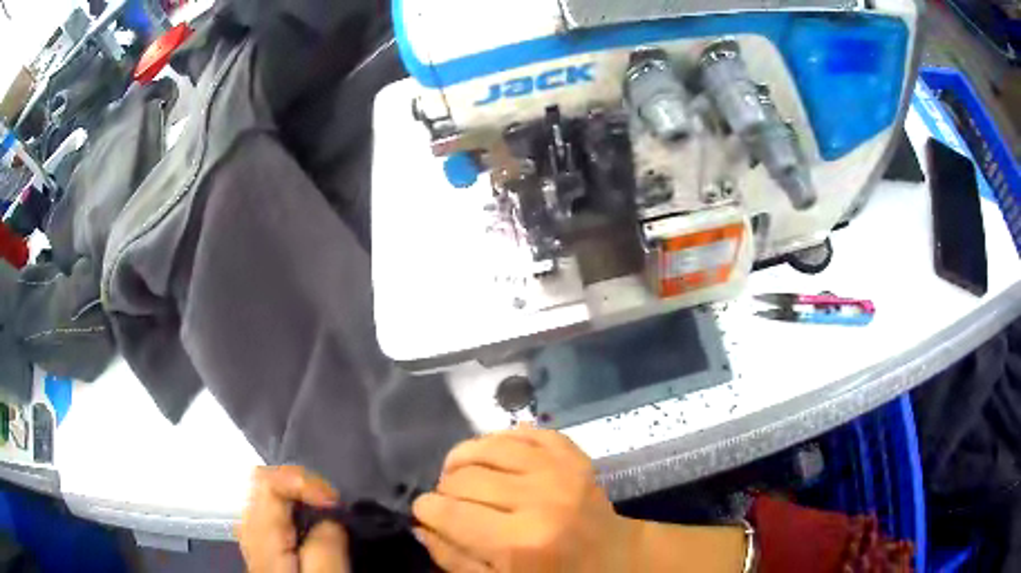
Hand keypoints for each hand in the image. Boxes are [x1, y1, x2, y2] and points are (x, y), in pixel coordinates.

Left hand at [238, 466, 349, 572]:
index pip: (268, 480)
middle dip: (302, 484)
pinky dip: (298, 508)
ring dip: (301, 496)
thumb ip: (326, 544)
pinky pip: (276, 511)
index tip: (336, 502)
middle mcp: (250, 527)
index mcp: (261, 533)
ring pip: (270, 494)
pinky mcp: (266, 544)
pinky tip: (316, 526)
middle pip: (265, 480)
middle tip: (334, 505)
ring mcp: (255, 535)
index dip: (303, 479)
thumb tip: (331, 518)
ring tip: (330, 512)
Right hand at [412, 426, 635, 571]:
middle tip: (448, 501)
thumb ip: (454, 559)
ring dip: (463, 458)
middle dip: (443, 489)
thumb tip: (421, 526)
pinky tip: (493, 458)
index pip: (450, 513)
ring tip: (461, 475)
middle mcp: (539, 499)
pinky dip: (499, 440)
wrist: (613, 558)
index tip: (424, 512)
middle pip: (464, 477)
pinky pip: (523, 432)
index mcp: (520, 542)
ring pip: (487, 445)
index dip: (425, 510)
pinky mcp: (572, 454)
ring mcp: (559, 470)